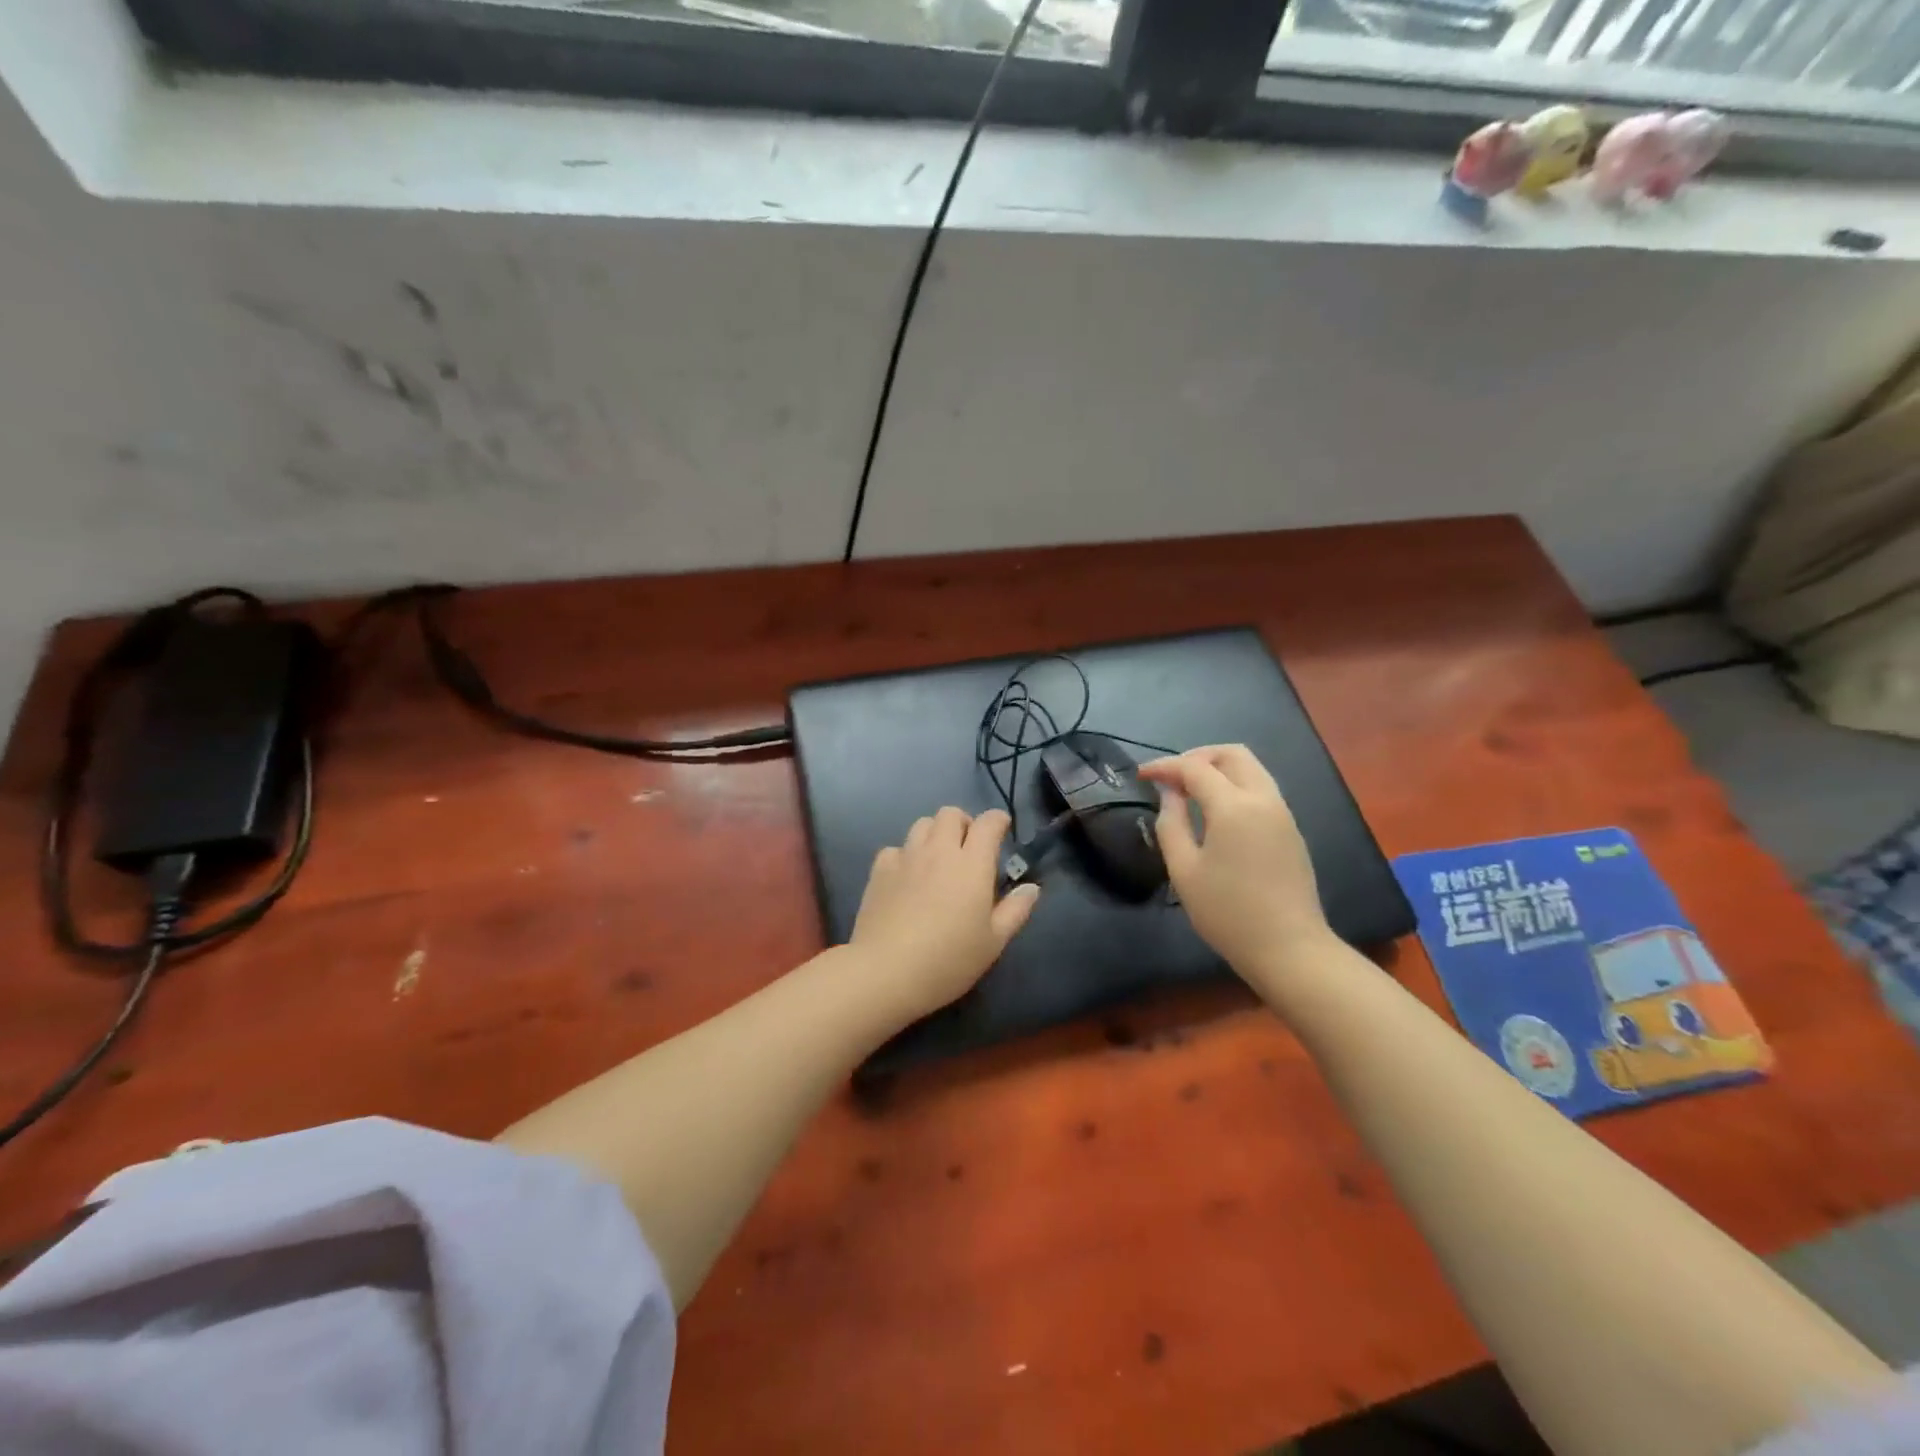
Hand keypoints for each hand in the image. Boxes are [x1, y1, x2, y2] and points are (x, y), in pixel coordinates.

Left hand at [847, 807, 1040, 1020]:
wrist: (886, 971)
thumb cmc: (948, 960)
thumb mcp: (993, 943)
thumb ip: (1015, 911)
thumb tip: (1031, 887)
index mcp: (972, 864)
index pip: (988, 823)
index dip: (998, 821)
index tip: (1002, 830)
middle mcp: (939, 851)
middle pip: (951, 814)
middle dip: (964, 823)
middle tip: (969, 848)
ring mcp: (906, 857)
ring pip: (922, 824)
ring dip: (934, 833)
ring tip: (938, 859)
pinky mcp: (879, 870)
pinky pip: (895, 848)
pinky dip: (905, 855)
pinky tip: (906, 876)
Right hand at [1138, 745, 1332, 980]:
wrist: (1289, 949)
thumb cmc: (1227, 912)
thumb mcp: (1184, 870)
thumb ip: (1171, 824)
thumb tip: (1169, 794)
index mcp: (1234, 806)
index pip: (1195, 767)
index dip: (1165, 767)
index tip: (1141, 776)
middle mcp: (1263, 799)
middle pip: (1232, 754)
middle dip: (1197, 757)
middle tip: (1171, 778)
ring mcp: (1282, 813)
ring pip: (1251, 769)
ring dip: (1218, 769)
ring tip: (1189, 791)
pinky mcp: (1291, 830)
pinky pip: (1261, 789)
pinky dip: (1235, 785)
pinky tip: (1215, 812)